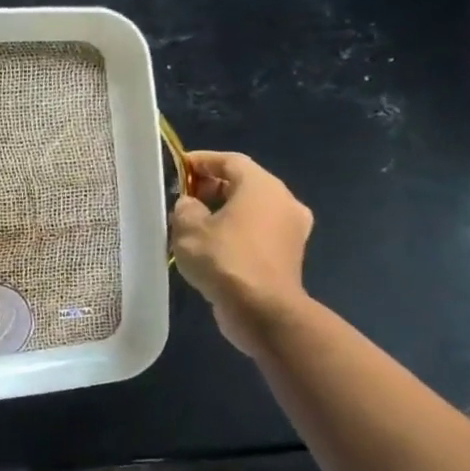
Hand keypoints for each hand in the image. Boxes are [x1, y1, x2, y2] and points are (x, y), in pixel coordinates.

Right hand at [170, 151, 313, 356]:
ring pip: (252, 208)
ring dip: (223, 209)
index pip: (230, 161)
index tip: (177, 167)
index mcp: (262, 187)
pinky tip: (212, 244)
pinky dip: (236, 229)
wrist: (262, 309)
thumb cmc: (224, 259)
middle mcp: (284, 201)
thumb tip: (191, 205)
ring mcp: (291, 229)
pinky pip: (258, 229)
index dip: (202, 160)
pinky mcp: (289, 253)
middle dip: (211, 186)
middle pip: (244, 182)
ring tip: (192, 222)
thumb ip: (185, 207)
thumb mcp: (188, 227)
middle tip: (182, 196)